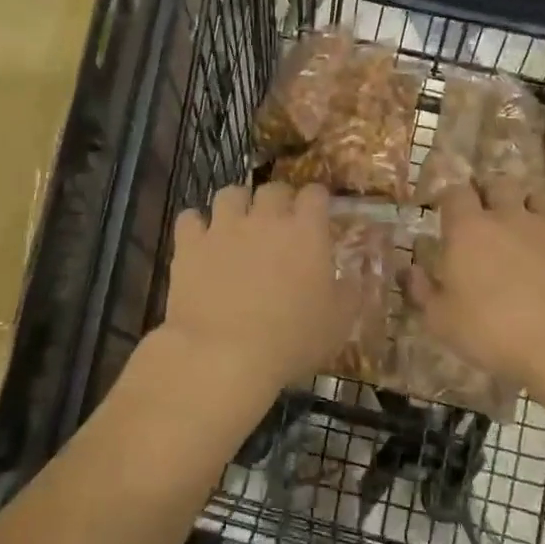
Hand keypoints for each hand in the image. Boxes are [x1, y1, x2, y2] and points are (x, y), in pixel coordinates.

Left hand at [159, 181, 344, 409]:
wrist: (223, 355)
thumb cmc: (290, 340)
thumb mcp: (338, 323)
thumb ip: (350, 292)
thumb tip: (354, 275)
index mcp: (306, 232)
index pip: (315, 194)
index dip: (316, 200)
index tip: (316, 214)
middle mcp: (265, 218)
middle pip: (273, 188)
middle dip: (278, 200)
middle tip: (278, 223)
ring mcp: (224, 227)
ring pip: (230, 193)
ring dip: (237, 204)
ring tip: (238, 223)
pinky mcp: (190, 244)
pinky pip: (190, 218)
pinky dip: (196, 225)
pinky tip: (200, 240)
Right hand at [411, 185, 544, 413]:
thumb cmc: (495, 332)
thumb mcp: (442, 322)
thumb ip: (421, 291)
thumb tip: (408, 269)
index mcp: (468, 229)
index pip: (455, 192)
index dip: (449, 197)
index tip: (446, 210)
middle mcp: (509, 215)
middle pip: (498, 183)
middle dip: (489, 192)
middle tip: (485, 211)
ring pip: (537, 194)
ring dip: (527, 202)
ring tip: (524, 219)